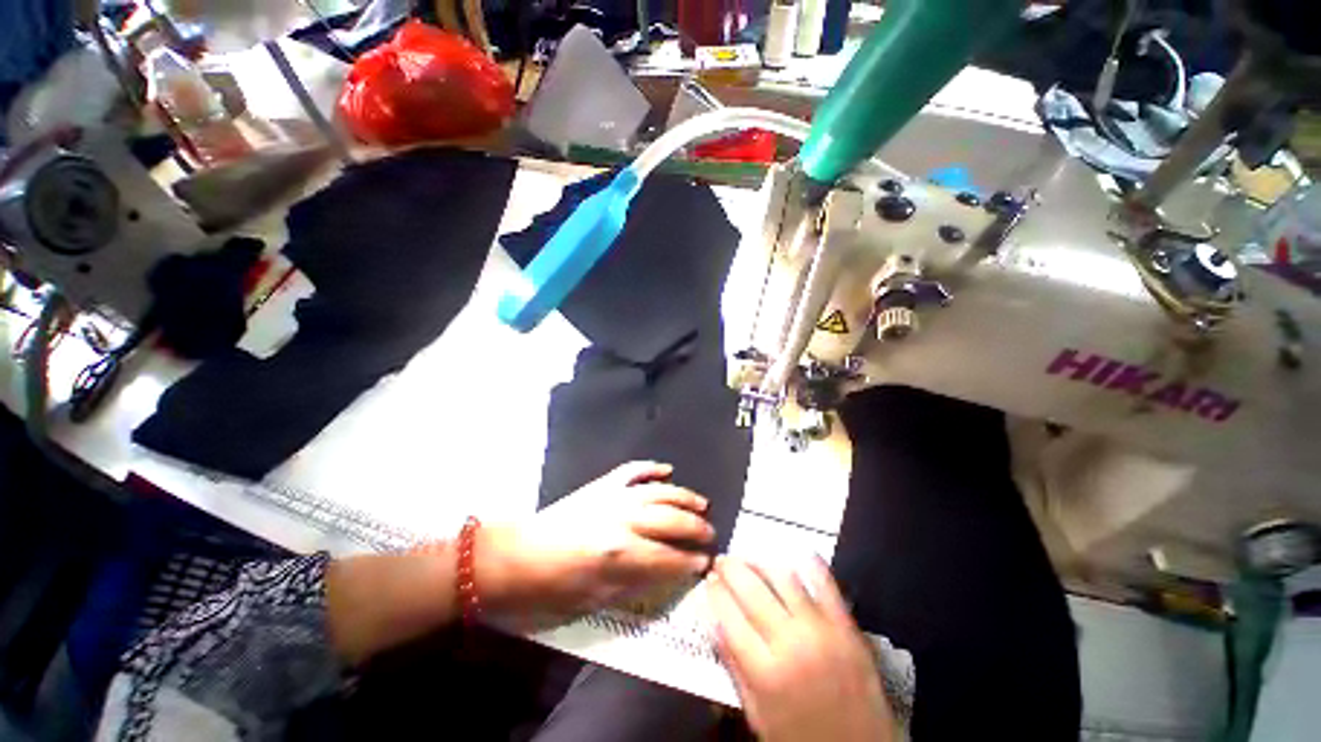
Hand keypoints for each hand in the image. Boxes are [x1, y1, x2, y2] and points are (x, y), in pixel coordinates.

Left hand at [477, 461, 714, 621]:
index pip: (667, 556)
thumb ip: (634, 582)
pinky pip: (632, 470)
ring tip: (701, 503)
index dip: (689, 561)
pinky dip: (651, 468)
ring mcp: (612, 496)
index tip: (704, 563)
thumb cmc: (551, 587)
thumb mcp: (594, 599)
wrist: (515, 556)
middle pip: (670, 519)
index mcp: (619, 553)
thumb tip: (666, 571)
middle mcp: (622, 519)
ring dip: (683, 496)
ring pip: (658, 491)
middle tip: (710, 534)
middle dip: (695, 527)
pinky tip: (666, 470)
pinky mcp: (602, 485)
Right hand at [709, 557, 896, 741]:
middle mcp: (790, 643)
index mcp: (765, 672)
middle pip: (752, 591)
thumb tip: (713, 623)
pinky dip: (811, 565)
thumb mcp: (757, 716)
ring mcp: (821, 630)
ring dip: (761, 562)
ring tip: (749, 557)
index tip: (708, 579)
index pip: (729, 617)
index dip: (715, 592)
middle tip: (722, 559)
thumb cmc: (800, 738)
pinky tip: (798, 555)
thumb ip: (735, 668)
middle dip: (731, 569)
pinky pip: (826, 584)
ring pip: (784, 578)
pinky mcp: (847, 626)